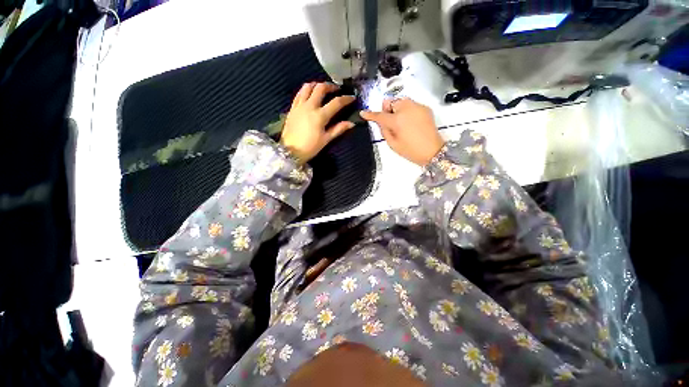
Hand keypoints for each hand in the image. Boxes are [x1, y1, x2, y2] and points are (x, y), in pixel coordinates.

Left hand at [280, 82, 355, 162]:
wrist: (290, 151)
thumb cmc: (310, 147)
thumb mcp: (326, 139)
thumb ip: (338, 129)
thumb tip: (351, 123)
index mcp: (320, 116)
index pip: (336, 103)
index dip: (346, 99)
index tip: (352, 97)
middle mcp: (310, 106)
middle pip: (321, 88)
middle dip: (330, 86)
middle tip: (336, 90)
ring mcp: (300, 106)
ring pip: (308, 87)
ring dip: (317, 85)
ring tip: (322, 89)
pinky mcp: (292, 108)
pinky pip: (299, 93)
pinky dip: (306, 90)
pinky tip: (309, 93)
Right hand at [360, 98, 443, 165]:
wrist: (433, 150)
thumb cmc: (410, 150)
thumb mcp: (392, 144)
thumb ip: (384, 130)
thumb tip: (381, 121)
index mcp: (397, 120)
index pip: (380, 115)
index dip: (370, 114)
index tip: (363, 113)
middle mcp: (407, 109)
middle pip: (391, 102)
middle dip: (387, 109)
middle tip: (390, 121)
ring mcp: (417, 107)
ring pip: (401, 101)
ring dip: (397, 108)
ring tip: (400, 121)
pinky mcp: (425, 108)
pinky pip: (411, 104)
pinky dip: (407, 110)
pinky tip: (410, 121)